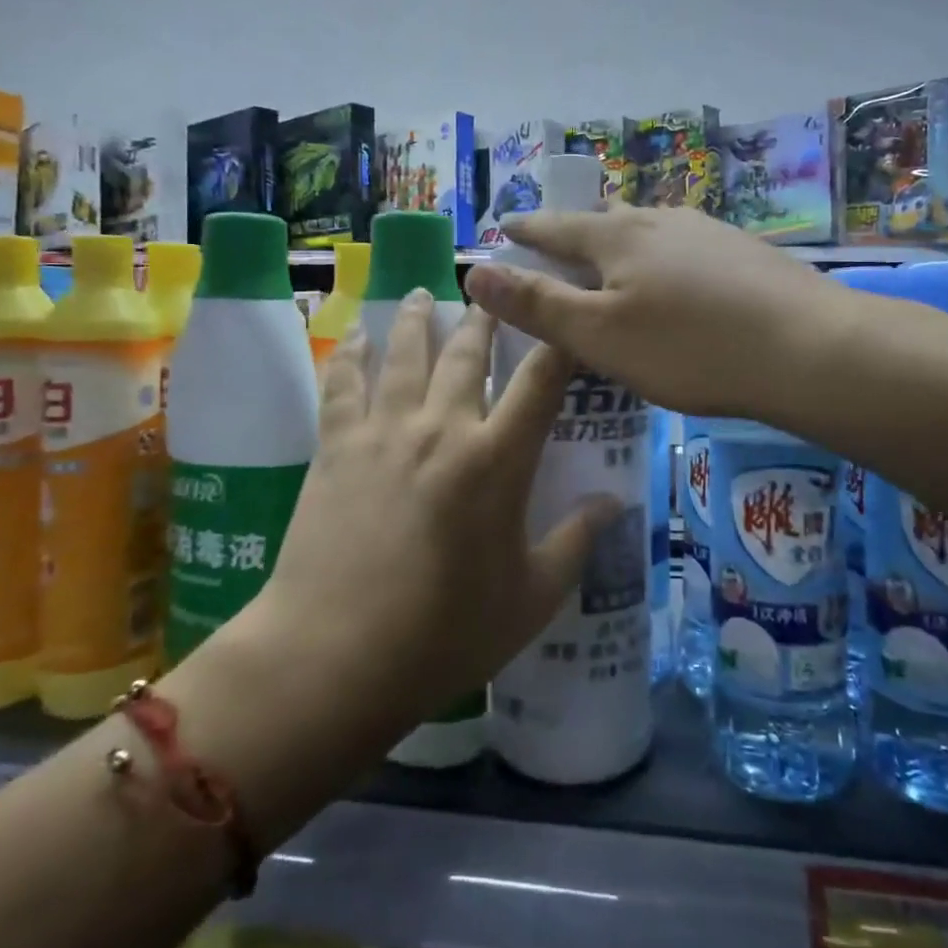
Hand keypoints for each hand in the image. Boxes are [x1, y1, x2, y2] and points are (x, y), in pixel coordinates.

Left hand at [250, 292, 617, 735]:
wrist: (333, 658)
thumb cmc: (445, 635)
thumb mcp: (531, 598)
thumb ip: (576, 542)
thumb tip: (613, 502)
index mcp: (497, 460)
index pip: (541, 381)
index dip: (560, 341)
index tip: (568, 316)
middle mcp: (443, 428)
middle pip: (467, 353)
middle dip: (486, 315)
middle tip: (492, 288)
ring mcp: (384, 432)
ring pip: (405, 353)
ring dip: (418, 318)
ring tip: (425, 292)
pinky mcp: (336, 447)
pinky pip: (343, 384)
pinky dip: (350, 353)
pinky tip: (353, 335)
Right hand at [465, 204, 832, 417]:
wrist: (808, 348)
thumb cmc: (690, 348)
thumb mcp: (600, 335)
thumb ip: (537, 304)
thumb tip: (474, 271)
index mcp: (617, 237)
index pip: (556, 227)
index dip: (526, 229)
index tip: (505, 224)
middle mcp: (660, 220)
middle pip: (605, 219)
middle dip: (576, 231)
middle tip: (559, 247)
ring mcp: (708, 231)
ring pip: (650, 228)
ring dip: (624, 241)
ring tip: (617, 261)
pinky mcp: (744, 251)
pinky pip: (686, 246)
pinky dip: (664, 257)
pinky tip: (680, 279)